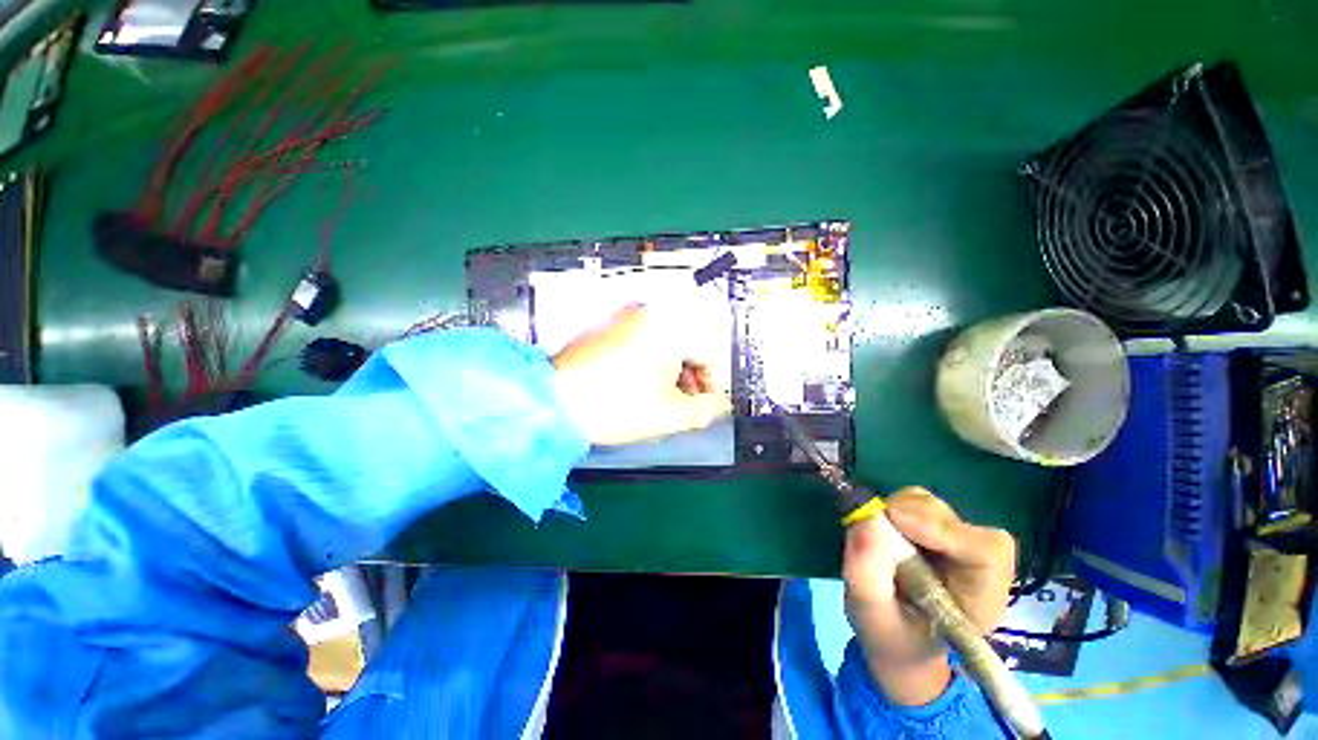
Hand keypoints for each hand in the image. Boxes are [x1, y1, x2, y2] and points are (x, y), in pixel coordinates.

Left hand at [552, 303, 730, 445]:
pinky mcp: (613, 324)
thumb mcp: (670, 415)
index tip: (708, 402)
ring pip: (671, 337)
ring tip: (666, 396)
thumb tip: (722, 404)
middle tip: (688, 400)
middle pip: (693, 339)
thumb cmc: (614, 406)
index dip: (715, 381)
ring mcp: (629, 316)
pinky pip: (649, 336)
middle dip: (696, 372)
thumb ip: (708, 410)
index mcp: (671, 327)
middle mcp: (652, 312)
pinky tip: (645, 382)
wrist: (554, 402)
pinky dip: (656, 358)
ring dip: (678, 366)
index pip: (712, 350)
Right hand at [843, 487, 1015, 705]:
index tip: (893, 519)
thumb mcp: (870, 616)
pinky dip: (894, 507)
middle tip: (872, 527)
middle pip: (959, 524)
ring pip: (937, 508)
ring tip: (876, 535)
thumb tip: (865, 519)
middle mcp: (980, 570)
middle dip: (911, 517)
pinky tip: (883, 530)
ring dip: (900, 510)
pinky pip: (920, 503)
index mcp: (979, 603)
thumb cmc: (889, 637)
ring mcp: (960, 546)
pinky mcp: (939, 530)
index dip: (942, 528)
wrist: (897, 642)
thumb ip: (866, 574)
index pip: (985, 553)